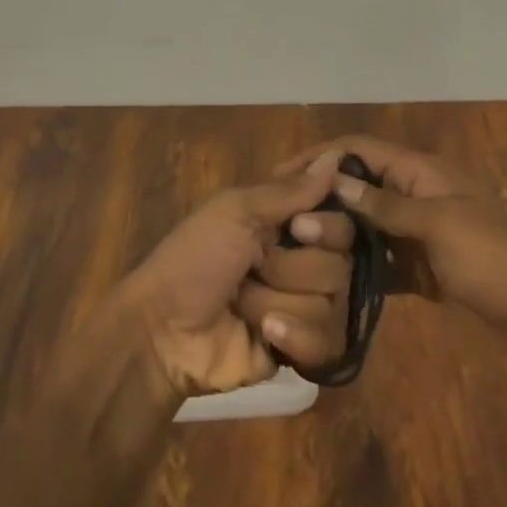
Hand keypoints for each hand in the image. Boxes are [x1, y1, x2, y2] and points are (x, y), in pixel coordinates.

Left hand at [116, 150, 355, 397]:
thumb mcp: (236, 211)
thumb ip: (291, 190)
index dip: (327, 224)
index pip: (341, 217)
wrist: (165, 332)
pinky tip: (266, 335)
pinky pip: (328, 342)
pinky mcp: (303, 350)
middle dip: (294, 268)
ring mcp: (304, 307)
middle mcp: (303, 260)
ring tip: (245, 305)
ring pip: (333, 301)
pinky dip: (295, 337)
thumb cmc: (195, 257)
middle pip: (341, 261)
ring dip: (282, 302)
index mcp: (287, 222)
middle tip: (257, 267)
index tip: (299, 227)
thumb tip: (338, 156)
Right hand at [276, 136, 506, 337]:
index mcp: (418, 172)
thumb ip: (385, 206)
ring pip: (363, 225)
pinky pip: (377, 260)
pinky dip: (354, 266)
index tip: (280, 176)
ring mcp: (415, 233)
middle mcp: (412, 195)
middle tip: (280, 223)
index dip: (320, 156)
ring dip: (333, 235)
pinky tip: (325, 281)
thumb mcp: (438, 225)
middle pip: (356, 187)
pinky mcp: (418, 269)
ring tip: (294, 252)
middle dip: (320, 200)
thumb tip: (334, 183)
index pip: (358, 150)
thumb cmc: (492, 258)